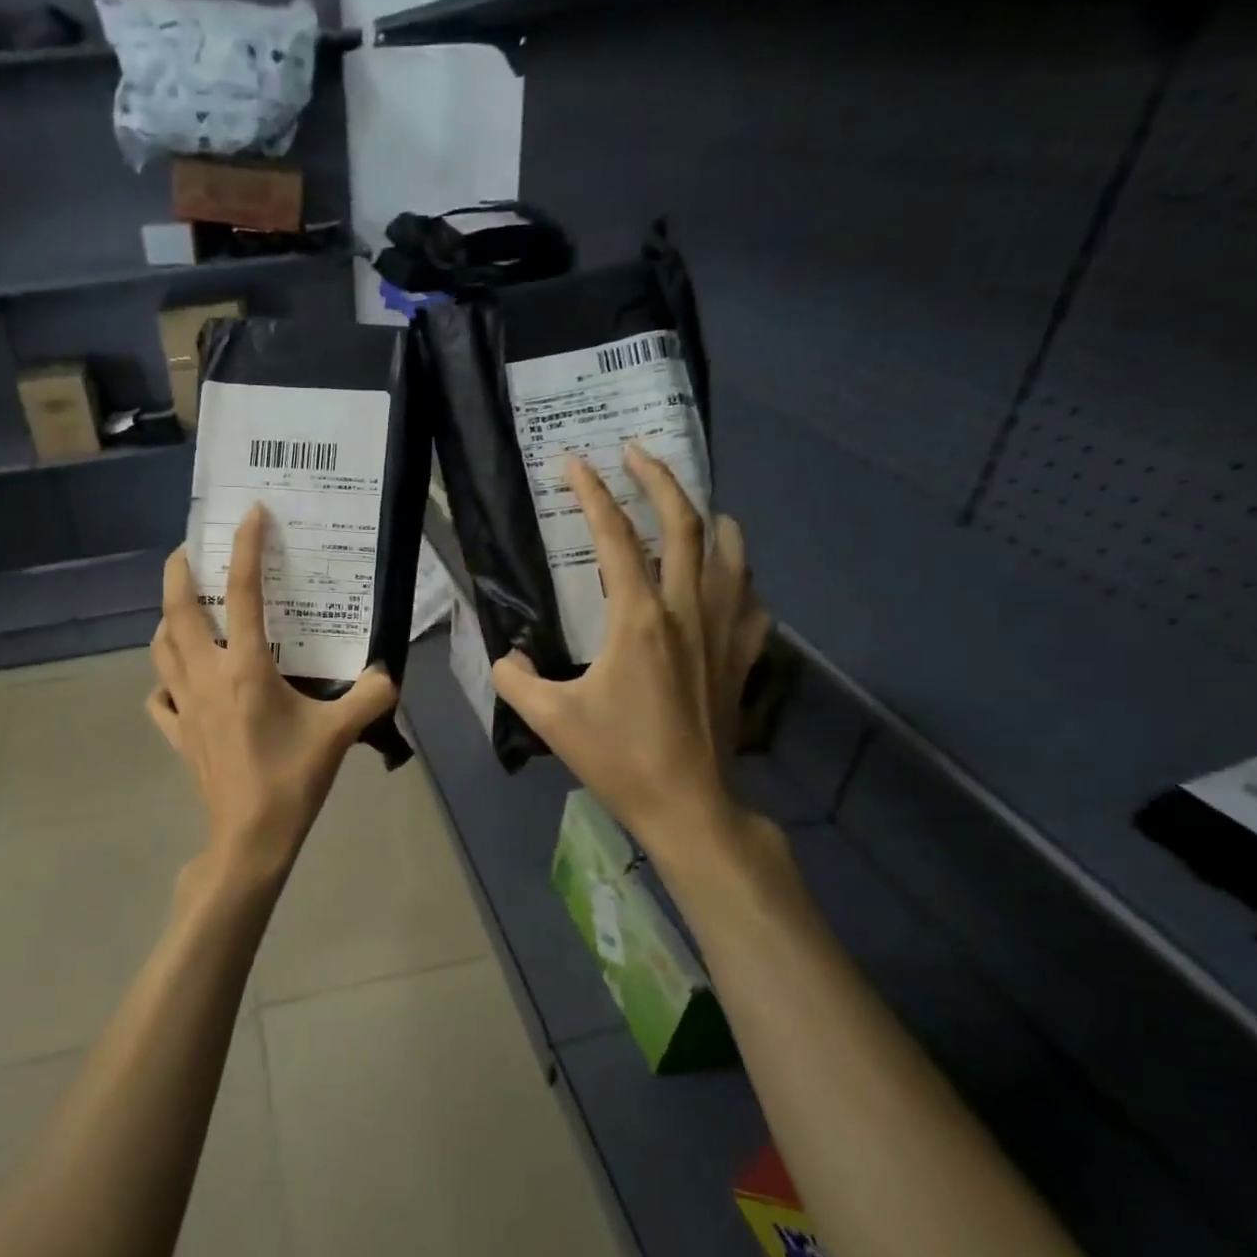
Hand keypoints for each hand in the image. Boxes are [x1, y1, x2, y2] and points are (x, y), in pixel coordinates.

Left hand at [148, 506, 397, 910]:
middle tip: (189, 548)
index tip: (250, 513)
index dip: (245, 546)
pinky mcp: (176, 732)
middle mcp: (205, 675)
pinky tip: (179, 680)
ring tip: (186, 609)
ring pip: (159, 647)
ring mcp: (183, 704)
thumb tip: (390, 672)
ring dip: (167, 619)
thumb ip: (372, 695)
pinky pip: (158, 695)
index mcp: (244, 667)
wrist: (250, 837)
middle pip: (176, 609)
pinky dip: (164, 678)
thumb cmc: (292, 779)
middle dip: (178, 569)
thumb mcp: (340, 733)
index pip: (242, 592)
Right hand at [492, 444, 771, 863]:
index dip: (593, 494)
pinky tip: (726, 576)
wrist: (688, 803)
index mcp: (639, 618)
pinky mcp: (743, 655)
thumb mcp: (549, 718)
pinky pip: (750, 597)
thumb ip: (515, 678)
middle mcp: (687, 609)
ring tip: (690, 504)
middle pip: (685, 523)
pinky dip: (738, 573)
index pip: (615, 537)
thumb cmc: (618, 757)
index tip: (576, 463)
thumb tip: (505, 656)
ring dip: (709, 516)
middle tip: (638, 453)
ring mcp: (723, 630)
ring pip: (730, 551)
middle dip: (659, 478)